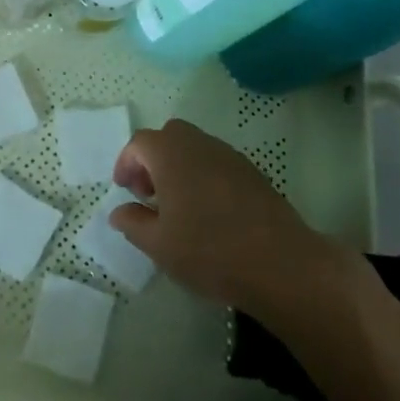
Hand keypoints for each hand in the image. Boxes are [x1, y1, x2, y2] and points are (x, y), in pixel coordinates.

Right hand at [109, 120, 333, 314]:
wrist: (280, 263)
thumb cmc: (210, 251)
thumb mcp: (159, 245)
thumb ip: (133, 223)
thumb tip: (119, 211)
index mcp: (171, 155)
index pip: (139, 143)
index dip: (126, 163)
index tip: (125, 190)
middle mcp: (200, 144)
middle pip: (169, 136)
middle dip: (153, 159)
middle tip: (149, 194)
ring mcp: (230, 155)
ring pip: (195, 146)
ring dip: (179, 166)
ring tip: (178, 205)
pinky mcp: (253, 172)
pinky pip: (217, 161)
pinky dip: (203, 175)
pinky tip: (209, 212)